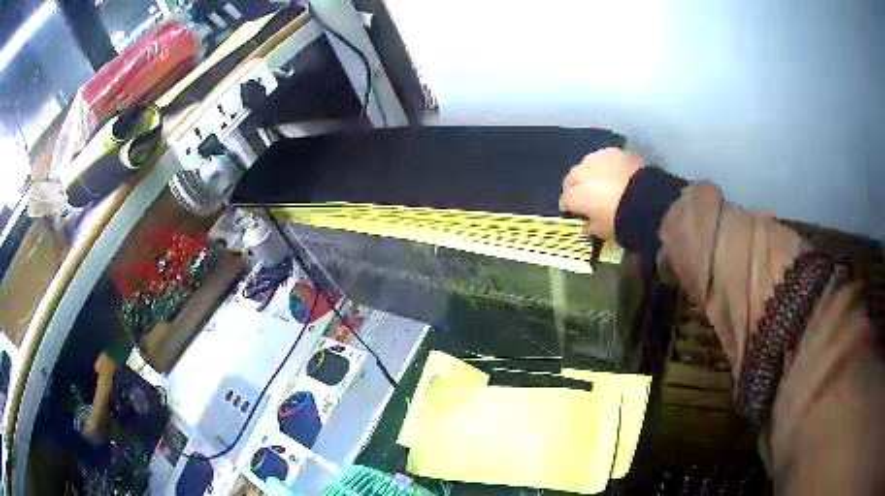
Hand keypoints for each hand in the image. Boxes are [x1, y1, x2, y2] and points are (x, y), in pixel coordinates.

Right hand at [560, 147, 641, 239]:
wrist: (647, 200)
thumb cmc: (621, 219)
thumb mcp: (602, 231)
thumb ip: (590, 226)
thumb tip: (585, 224)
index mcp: (576, 196)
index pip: (565, 200)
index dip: (569, 207)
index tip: (575, 212)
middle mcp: (581, 174)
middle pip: (571, 179)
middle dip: (575, 187)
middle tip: (586, 195)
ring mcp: (596, 159)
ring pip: (586, 165)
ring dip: (589, 173)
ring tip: (600, 181)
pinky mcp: (612, 151)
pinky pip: (603, 158)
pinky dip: (605, 165)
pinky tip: (613, 173)